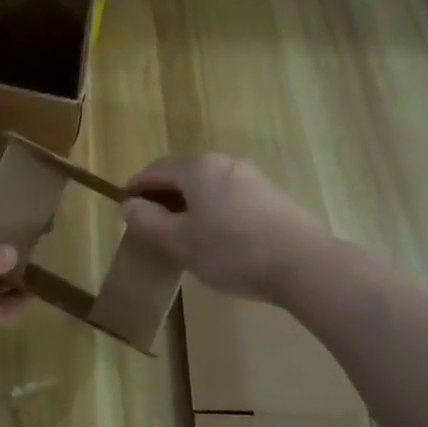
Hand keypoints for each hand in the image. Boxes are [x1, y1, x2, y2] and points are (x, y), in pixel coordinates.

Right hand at [119, 153, 326, 302]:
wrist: (303, 263)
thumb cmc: (231, 250)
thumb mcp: (180, 242)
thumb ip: (148, 222)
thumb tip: (128, 205)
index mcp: (199, 168)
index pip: (156, 170)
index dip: (137, 186)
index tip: (124, 204)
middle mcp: (225, 163)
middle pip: (184, 174)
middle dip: (163, 194)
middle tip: (150, 221)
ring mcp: (253, 177)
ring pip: (209, 186)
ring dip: (189, 203)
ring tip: (181, 232)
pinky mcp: (272, 196)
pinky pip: (230, 196)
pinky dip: (212, 209)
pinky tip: (215, 236)